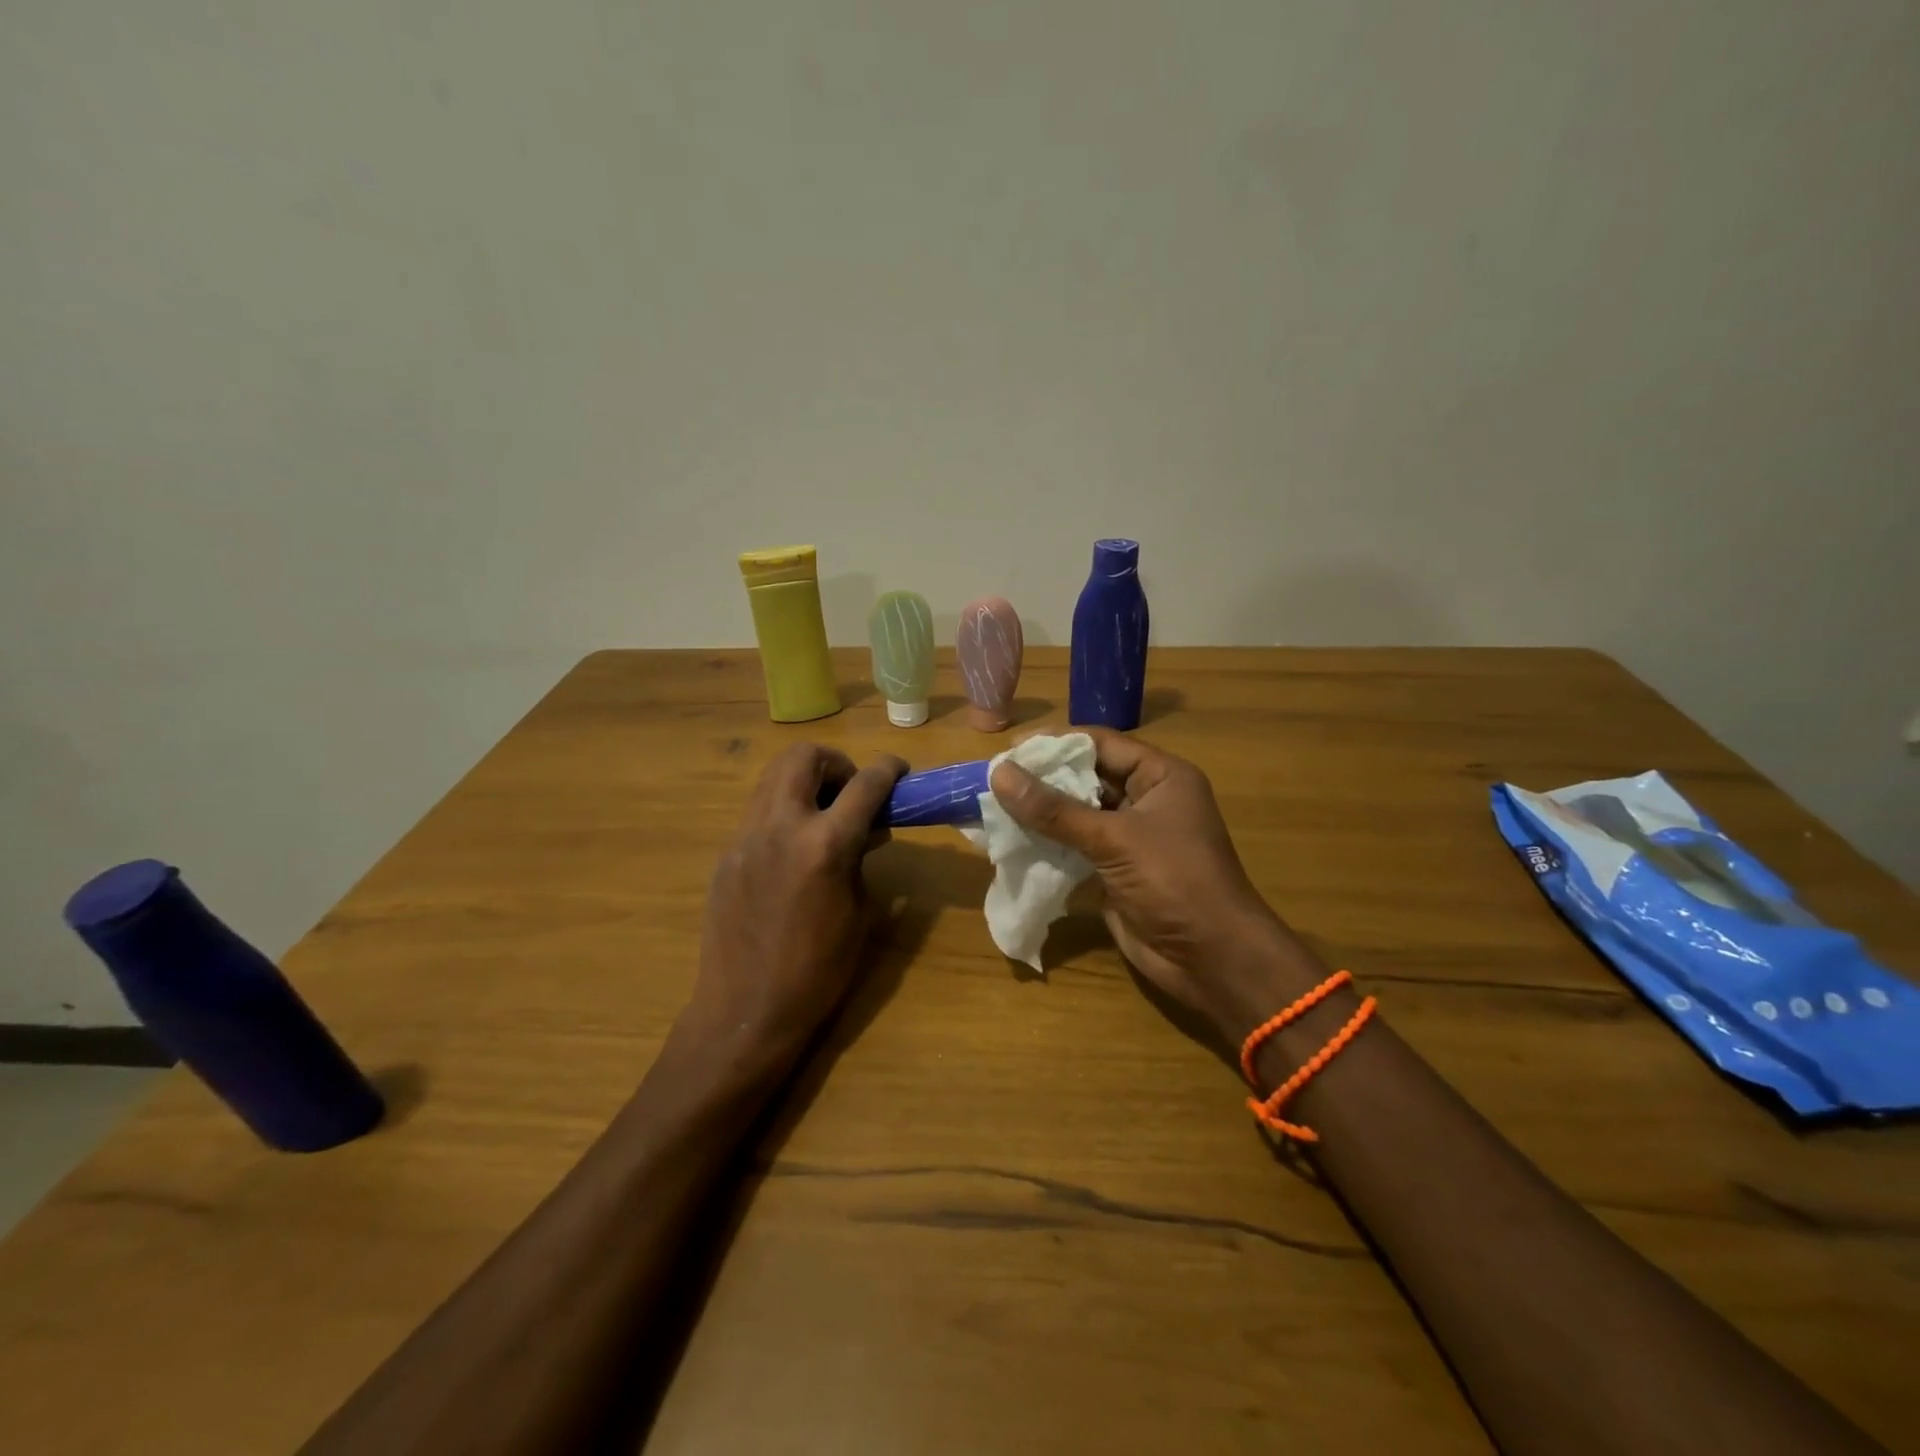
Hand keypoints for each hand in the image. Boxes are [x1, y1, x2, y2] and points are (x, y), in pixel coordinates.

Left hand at [688, 744, 906, 1071]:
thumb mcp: (859, 912)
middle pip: (803, 757)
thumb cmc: (818, 971)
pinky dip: (784, 812)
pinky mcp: (726, 855)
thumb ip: (861, 858)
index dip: (888, 769)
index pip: (864, 784)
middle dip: (835, 762)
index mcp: (824, 845)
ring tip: (824, 815)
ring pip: (773, 777)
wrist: (745, 1012)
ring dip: (805, 781)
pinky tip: (794, 850)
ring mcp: (745, 838)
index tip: (900, 770)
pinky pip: (758, 813)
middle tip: (851, 791)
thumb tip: (867, 829)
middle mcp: (780, 827)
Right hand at [990, 729, 1316, 1045]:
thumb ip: (1055, 809)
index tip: (1009, 748)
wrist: (1212, 960)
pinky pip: (1074, 847)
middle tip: (993, 778)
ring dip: (1040, 813)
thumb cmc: (1174, 883)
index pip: (1101, 744)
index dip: (1056, 743)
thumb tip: (1000, 774)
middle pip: (1086, 777)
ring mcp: (1130, 837)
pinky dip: (1046, 843)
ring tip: (993, 807)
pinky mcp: (1114, 870)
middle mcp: (1146, 800)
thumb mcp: (1114, 839)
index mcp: (1161, 776)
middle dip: (1042, 778)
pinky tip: (1011, 841)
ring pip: (1077, 814)